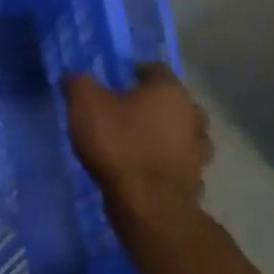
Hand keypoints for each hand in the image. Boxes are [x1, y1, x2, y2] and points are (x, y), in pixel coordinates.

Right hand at [64, 65, 211, 224]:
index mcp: (169, 90)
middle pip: (173, 101)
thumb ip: (79, 82)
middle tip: (124, 111)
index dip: (134, 73)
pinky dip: (165, 161)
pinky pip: (179, 161)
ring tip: (137, 141)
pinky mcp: (195, 179)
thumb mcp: (85, 104)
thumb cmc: (118, 144)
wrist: (148, 205)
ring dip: (164, 134)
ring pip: (181, 132)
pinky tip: (145, 167)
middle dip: (152, 104)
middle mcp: (192, 114)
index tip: (114, 83)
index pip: (155, 69)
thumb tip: (75, 76)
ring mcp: (198, 149)